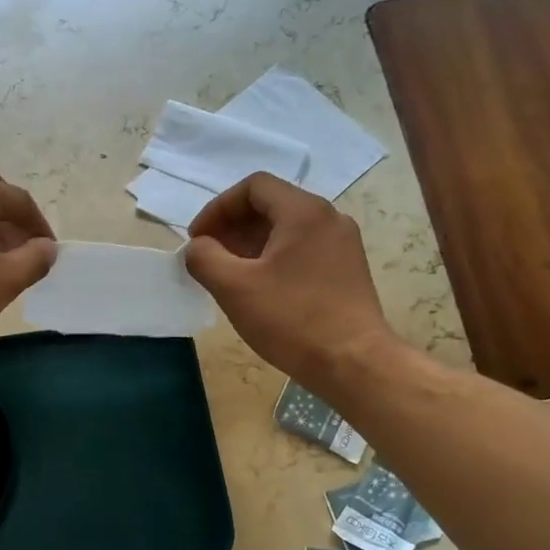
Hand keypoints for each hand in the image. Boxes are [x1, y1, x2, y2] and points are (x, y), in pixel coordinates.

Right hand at [184, 172, 398, 385]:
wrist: (353, 362)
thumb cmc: (291, 320)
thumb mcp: (234, 288)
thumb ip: (204, 258)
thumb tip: (196, 247)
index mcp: (304, 212)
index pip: (253, 187)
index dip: (218, 208)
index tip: (197, 239)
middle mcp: (329, 218)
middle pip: (271, 205)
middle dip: (232, 226)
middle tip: (208, 256)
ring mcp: (342, 244)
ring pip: (286, 229)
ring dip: (250, 244)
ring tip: (228, 274)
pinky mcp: (346, 269)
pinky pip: (302, 249)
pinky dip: (273, 258)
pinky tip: (259, 288)